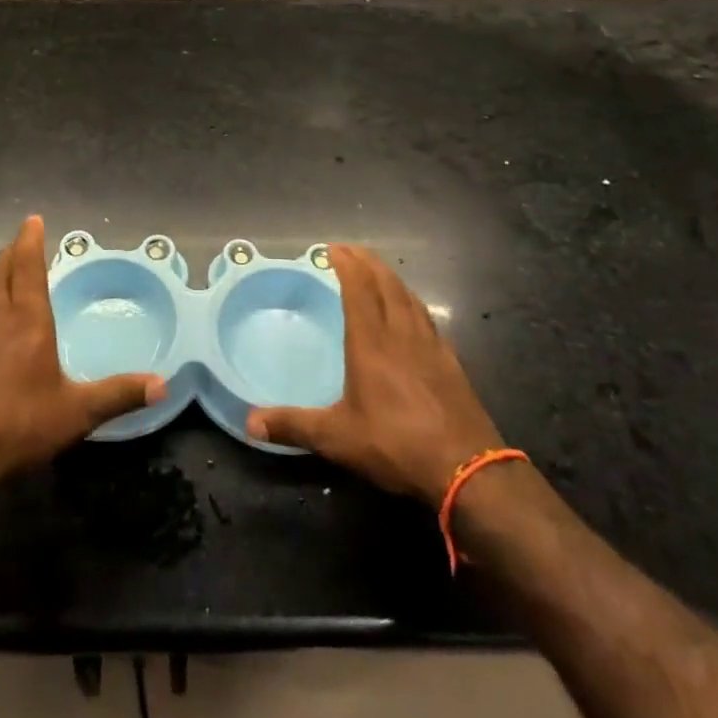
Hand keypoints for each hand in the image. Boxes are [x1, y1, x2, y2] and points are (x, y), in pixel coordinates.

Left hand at [0, 216, 165, 490]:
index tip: (33, 220)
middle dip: (13, 251)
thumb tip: (163, 384)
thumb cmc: (17, 428)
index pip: (27, 266)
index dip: (30, 241)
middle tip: (23, 240)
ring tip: (3, 264)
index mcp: (27, 320)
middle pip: (2, 270)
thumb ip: (118, 394)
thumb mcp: (76, 413)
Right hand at [246, 244, 503, 504]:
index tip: (331, 248)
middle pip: (385, 282)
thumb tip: (250, 421)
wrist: (468, 469)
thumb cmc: (396, 444)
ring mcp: (430, 344)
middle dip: (366, 261)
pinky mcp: (450, 361)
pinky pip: (426, 316)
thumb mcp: (337, 438)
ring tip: (377, 271)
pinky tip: (411, 310)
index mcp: (371, 341)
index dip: (345, 263)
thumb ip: (294, 425)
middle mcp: (400, 332)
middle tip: (350, 250)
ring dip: (390, 276)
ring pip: (408, 296)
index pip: (358, 287)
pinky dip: (411, 301)